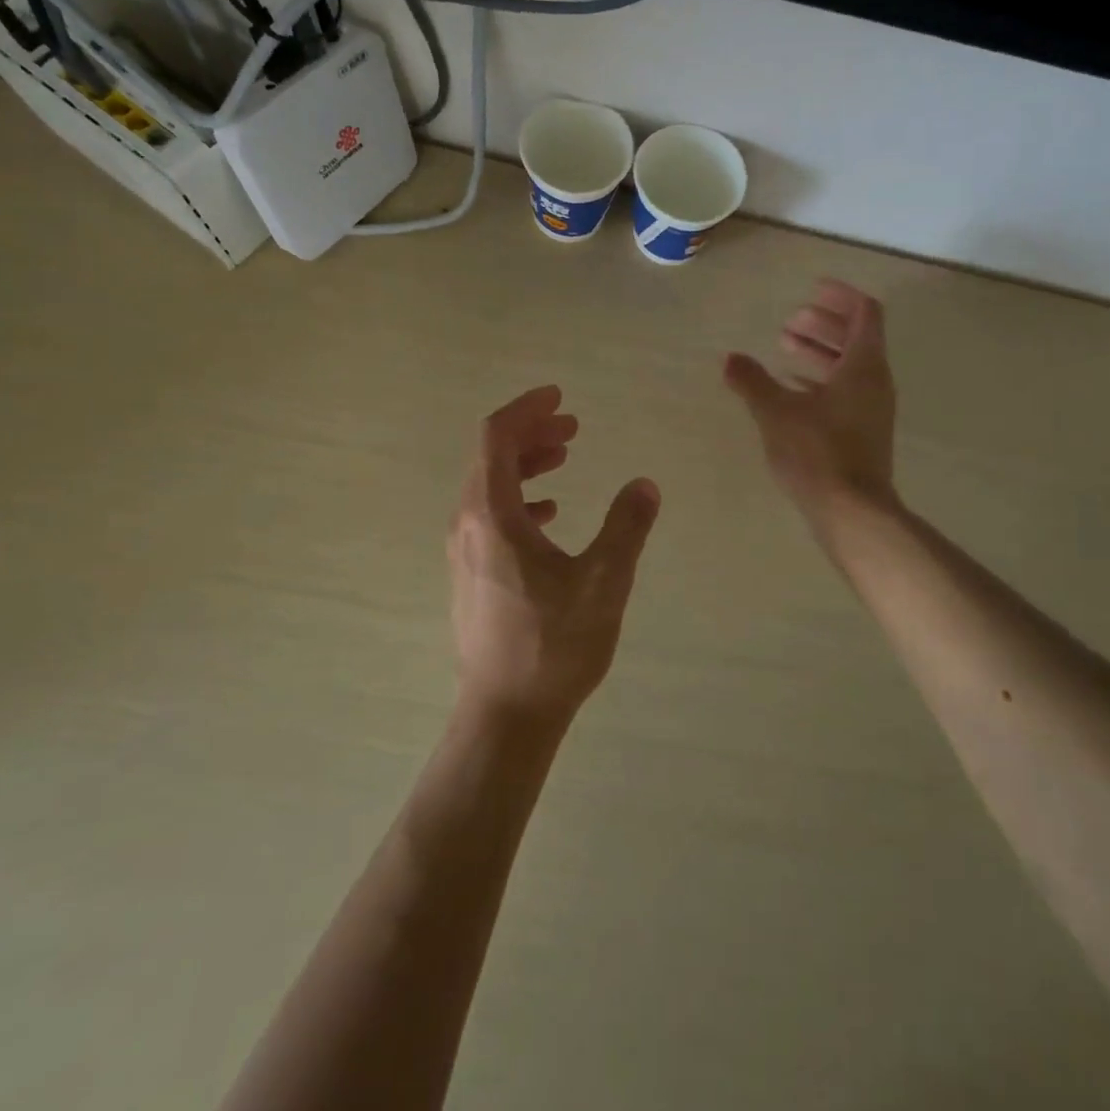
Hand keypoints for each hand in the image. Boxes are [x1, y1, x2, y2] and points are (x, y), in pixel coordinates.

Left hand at [448, 386, 661, 727]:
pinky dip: (520, 498)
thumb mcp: (603, 582)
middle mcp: (467, 524)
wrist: (506, 714)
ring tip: (566, 456)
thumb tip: (644, 485)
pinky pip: (491, 514)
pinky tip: (551, 513)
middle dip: (532, 432)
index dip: (527, 409)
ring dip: (527, 463)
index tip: (560, 396)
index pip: (497, 438)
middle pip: (491, 457)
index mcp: (492, 515)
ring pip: (490, 486)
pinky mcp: (471, 573)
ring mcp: (465, 550)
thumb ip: (627, 527)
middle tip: (573, 425)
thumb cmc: (553, 645)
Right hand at [724, 280, 897, 528]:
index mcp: (863, 366)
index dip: (841, 296)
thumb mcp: (776, 412)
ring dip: (820, 352)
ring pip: (849, 366)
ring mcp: (871, 409)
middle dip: (823, 324)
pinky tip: (791, 389)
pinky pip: (845, 391)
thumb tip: (730, 360)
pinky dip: (820, 380)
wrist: (851, 512)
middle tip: (790, 321)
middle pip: (856, 337)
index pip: (864, 313)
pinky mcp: (863, 433)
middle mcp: (875, 382)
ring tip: (784, 349)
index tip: (812, 290)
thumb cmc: (817, 453)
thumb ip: (752, 382)